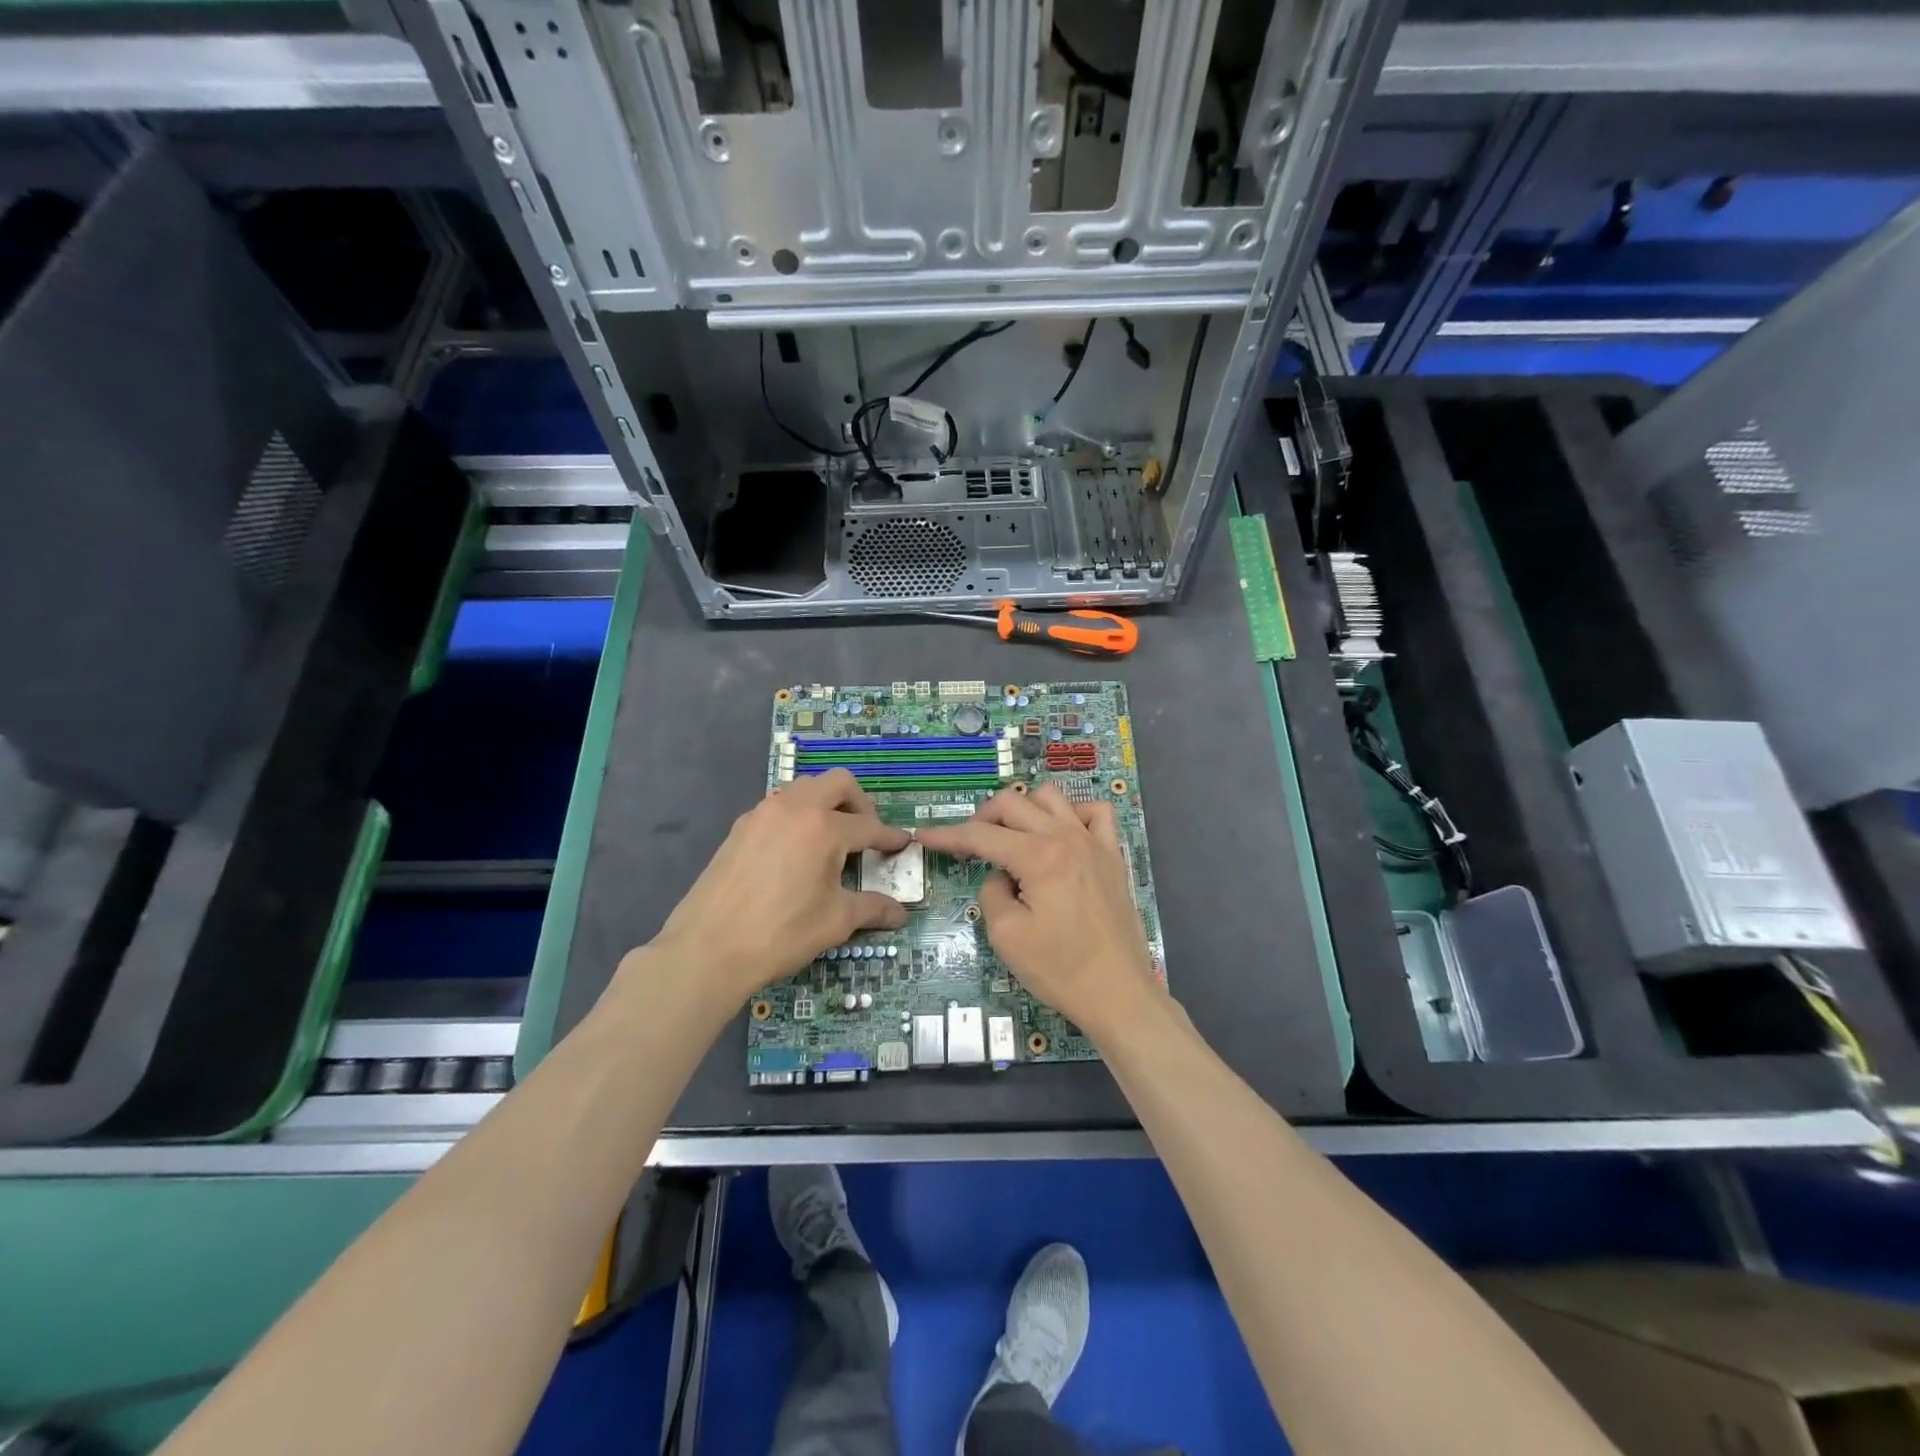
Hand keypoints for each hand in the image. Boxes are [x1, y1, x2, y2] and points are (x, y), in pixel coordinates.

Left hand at [647, 768, 910, 1000]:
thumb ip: (871, 908)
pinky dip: (797, 816)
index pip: (868, 826)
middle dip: (859, 803)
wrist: (708, 949)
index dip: (889, 836)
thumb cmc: (781, 933)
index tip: (902, 843)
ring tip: (831, 839)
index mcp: (823, 827)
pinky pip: (779, 807)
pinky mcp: (740, 827)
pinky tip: (796, 851)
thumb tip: (900, 913)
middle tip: (866, 833)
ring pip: (804, 789)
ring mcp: (762, 814)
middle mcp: (794, 808)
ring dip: (825, 804)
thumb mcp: (835, 921)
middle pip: (837, 783)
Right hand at [917, 785, 1161, 1041]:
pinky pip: (1094, 812)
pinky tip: (1061, 835)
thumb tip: (1000, 875)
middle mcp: (1066, 837)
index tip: (924, 836)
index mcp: (1038, 856)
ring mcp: (1094, 842)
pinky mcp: (1113, 856)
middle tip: (969, 845)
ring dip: (1023, 809)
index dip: (948, 835)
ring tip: (1012, 837)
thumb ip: (992, 892)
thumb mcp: (1006, 936)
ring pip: (1051, 796)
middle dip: (981, 818)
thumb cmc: (1059, 969)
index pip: (981, 835)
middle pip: (1012, 803)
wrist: (1117, 993)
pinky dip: (1072, 813)